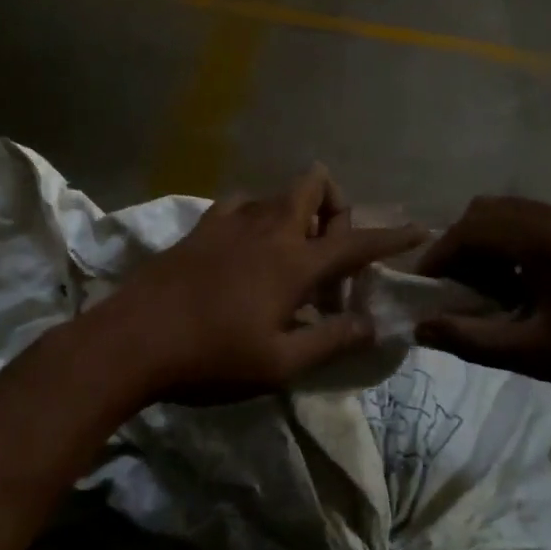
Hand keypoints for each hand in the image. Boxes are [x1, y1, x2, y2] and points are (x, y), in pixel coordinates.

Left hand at [100, 165, 426, 401]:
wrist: (131, 343)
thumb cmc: (211, 359)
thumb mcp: (280, 364)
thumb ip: (331, 339)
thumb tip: (372, 324)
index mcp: (293, 263)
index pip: (356, 241)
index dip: (392, 236)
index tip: (419, 227)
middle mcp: (267, 229)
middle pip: (313, 185)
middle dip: (335, 206)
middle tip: (330, 252)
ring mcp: (228, 223)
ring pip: (276, 194)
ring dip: (295, 214)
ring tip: (289, 257)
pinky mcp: (198, 229)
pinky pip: (238, 205)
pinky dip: (255, 217)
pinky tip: (246, 249)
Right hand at [414, 196, 550, 404]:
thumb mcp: (532, 352)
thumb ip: (470, 338)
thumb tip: (420, 329)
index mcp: (547, 239)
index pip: (472, 229)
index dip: (439, 255)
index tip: (422, 287)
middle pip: (489, 212)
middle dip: (460, 245)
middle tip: (452, 288)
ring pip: (513, 214)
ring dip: (487, 243)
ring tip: (484, 289)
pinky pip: (537, 223)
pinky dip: (514, 244)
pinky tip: (519, 284)